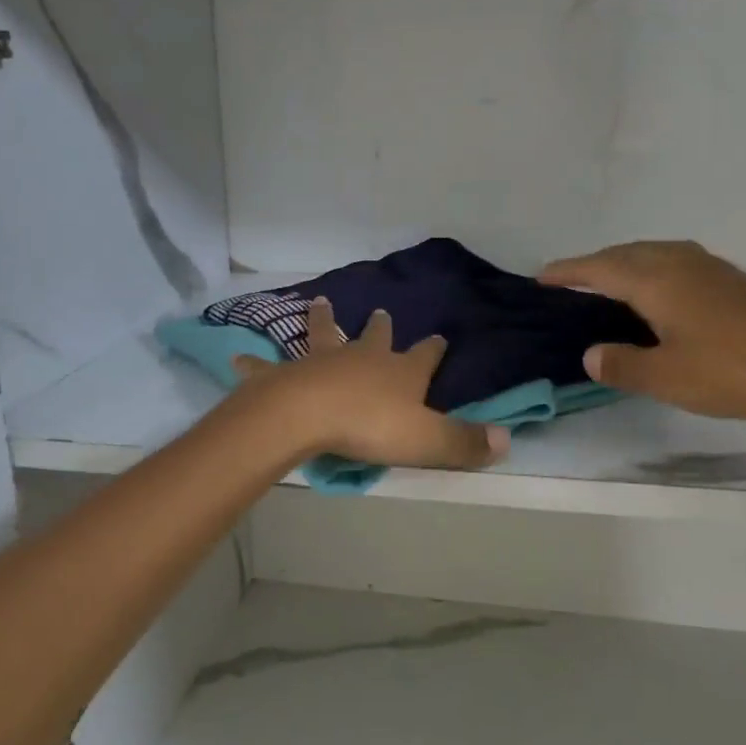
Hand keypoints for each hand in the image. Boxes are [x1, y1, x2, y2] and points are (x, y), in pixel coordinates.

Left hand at [230, 298, 509, 470]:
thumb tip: (507, 441)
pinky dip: (254, 362)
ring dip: (322, 320)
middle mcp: (362, 358)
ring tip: (319, 302)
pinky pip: (267, 366)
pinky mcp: (286, 374)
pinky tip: (238, 356)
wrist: (308, 415)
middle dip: (380, 326)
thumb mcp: (427, 440)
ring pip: (323, 335)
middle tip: (380, 311)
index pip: (425, 356)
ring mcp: (322, 361)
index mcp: (399, 372)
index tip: (440, 336)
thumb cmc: (370, 426)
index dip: (434, 349)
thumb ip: (465, 442)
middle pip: (374, 337)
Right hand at [539, 240, 745, 428]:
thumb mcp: (664, 377)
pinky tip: (659, 291)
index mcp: (655, 279)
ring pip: (652, 253)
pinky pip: (674, 260)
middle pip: (624, 253)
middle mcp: (678, 262)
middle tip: (569, 280)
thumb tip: (590, 354)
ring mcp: (708, 267)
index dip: (567, 271)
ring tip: (609, 282)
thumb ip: (620, 364)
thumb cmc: (728, 372)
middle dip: (593, 264)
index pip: (598, 268)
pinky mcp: (730, 280)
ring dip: (623, 262)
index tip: (541, 276)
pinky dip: (650, 268)